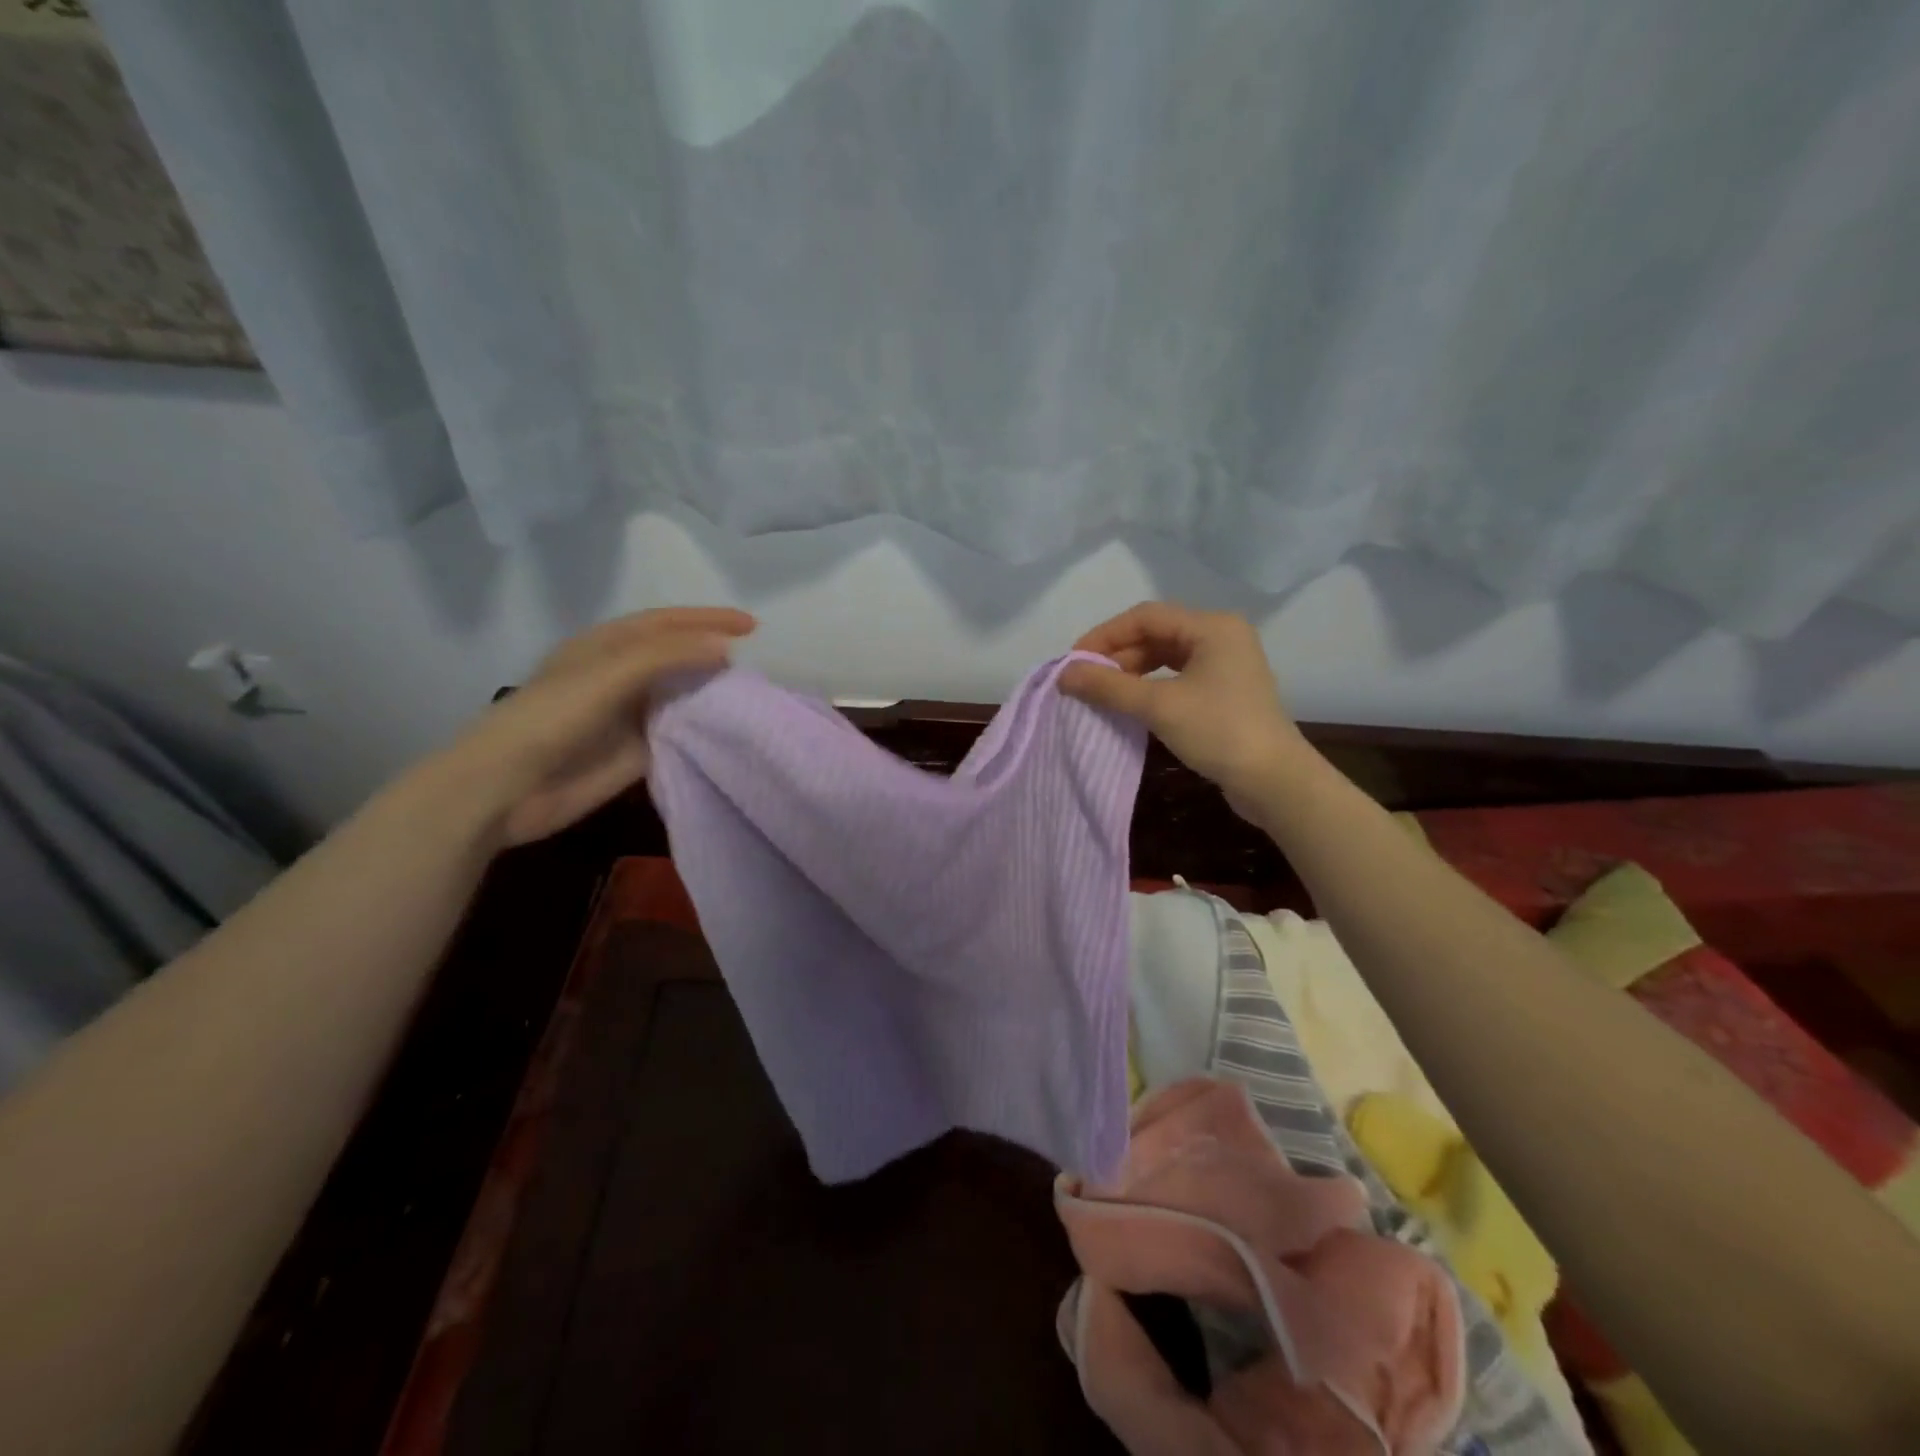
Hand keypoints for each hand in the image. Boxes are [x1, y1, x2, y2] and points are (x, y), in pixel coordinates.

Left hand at [434, 606, 754, 846]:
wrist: (508, 786)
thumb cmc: (553, 716)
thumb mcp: (611, 673)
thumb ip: (668, 656)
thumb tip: (726, 649)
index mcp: (607, 646)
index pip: (666, 623)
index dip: (707, 619)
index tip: (752, 626)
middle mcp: (620, 675)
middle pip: (677, 656)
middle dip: (714, 653)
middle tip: (759, 659)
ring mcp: (629, 715)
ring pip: (680, 695)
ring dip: (712, 691)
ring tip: (754, 691)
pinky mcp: (636, 752)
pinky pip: (679, 733)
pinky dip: (704, 727)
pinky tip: (731, 727)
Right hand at [1059, 602, 1306, 812]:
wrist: (1274, 781)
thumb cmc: (1218, 732)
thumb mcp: (1158, 706)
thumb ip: (1108, 687)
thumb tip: (1063, 674)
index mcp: (1211, 627)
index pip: (1145, 616)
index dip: (1105, 635)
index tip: (1074, 661)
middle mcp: (1221, 636)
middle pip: (1156, 634)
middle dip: (1117, 655)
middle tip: (1084, 681)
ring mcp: (1225, 665)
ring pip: (1165, 657)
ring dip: (1131, 672)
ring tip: (1102, 693)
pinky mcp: (1224, 691)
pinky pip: (1177, 677)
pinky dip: (1150, 686)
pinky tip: (1130, 704)